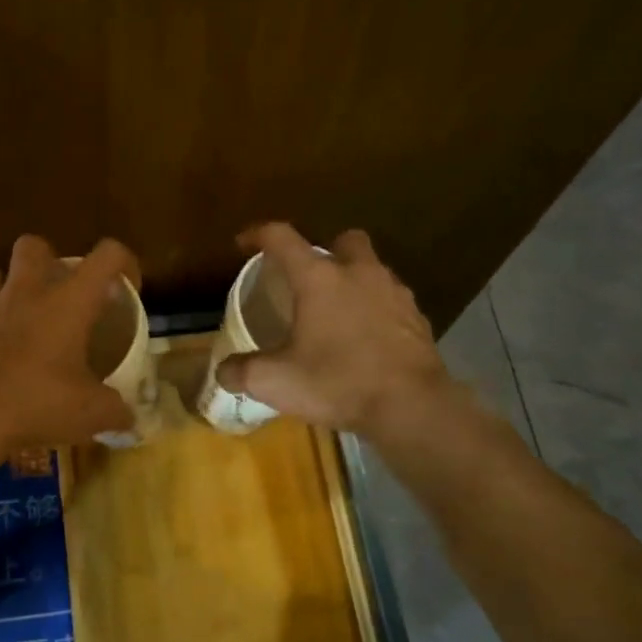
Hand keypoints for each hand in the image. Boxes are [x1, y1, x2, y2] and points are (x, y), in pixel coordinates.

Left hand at [0, 234, 140, 452]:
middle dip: (50, 261)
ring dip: (13, 287)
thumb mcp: (93, 413)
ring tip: (28, 317)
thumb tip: (128, 418)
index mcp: (69, 300)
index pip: (107, 255)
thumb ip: (117, 410)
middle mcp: (28, 292)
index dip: (124, 264)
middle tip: (63, 295)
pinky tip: (3, 352)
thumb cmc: (40, 402)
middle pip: (35, 245)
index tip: (126, 291)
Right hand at [218, 224, 460, 437]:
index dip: (258, 235)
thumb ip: (242, 372)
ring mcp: (394, 293)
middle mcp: (358, 274)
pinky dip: (376, 311)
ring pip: (371, 270)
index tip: (244, 243)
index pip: (282, 238)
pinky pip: (391, 302)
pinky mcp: (417, 318)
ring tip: (337, 314)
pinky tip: (366, 340)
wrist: (411, 406)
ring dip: (353, 282)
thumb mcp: (275, 382)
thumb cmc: (337, 382)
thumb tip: (223, 371)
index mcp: (319, 278)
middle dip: (324, 252)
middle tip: (308, 280)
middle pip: (342, 241)